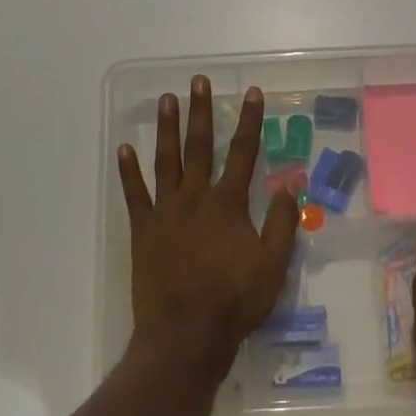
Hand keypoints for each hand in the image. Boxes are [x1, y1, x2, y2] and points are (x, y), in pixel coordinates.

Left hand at [118, 76, 299, 383]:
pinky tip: (124, 148)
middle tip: (199, 81)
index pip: (244, 152)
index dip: (250, 121)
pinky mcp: (143, 230)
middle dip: (202, 112)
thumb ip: (283, 222)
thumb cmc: (235, 301)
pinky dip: (129, 171)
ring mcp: (165, 211)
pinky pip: (134, 193)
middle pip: (200, 146)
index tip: (252, 92)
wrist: (186, 334)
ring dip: (168, 129)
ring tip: (166, 99)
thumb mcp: (273, 265)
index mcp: (228, 204)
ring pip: (166, 161)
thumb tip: (291, 184)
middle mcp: (195, 197)